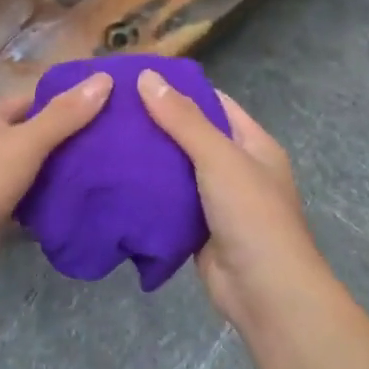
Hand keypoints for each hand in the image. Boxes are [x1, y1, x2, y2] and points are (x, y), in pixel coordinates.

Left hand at [0, 75, 111, 289]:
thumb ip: (65, 115)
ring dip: (63, 175)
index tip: (110, 108)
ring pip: (34, 171)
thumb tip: (105, 78)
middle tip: (118, 145)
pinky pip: (29, 202)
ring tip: (111, 173)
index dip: (69, 102)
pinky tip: (85, 204)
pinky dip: (51, 203)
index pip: (35, 100)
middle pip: (36, 136)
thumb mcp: (25, 141)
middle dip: (72, 141)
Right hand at [136, 70, 334, 330]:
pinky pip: (169, 204)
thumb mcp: (218, 157)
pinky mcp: (198, 230)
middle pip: (192, 137)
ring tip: (104, 141)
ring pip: (177, 172)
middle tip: (110, 112)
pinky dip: (147, 195)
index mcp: (253, 144)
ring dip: (148, 161)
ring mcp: (218, 202)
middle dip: (156, 126)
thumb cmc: (251, 215)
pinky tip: (115, 182)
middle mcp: (237, 169)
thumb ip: (183, 119)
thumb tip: (147, 76)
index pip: (214, 104)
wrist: (264, 292)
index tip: (137, 81)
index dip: (180, 90)